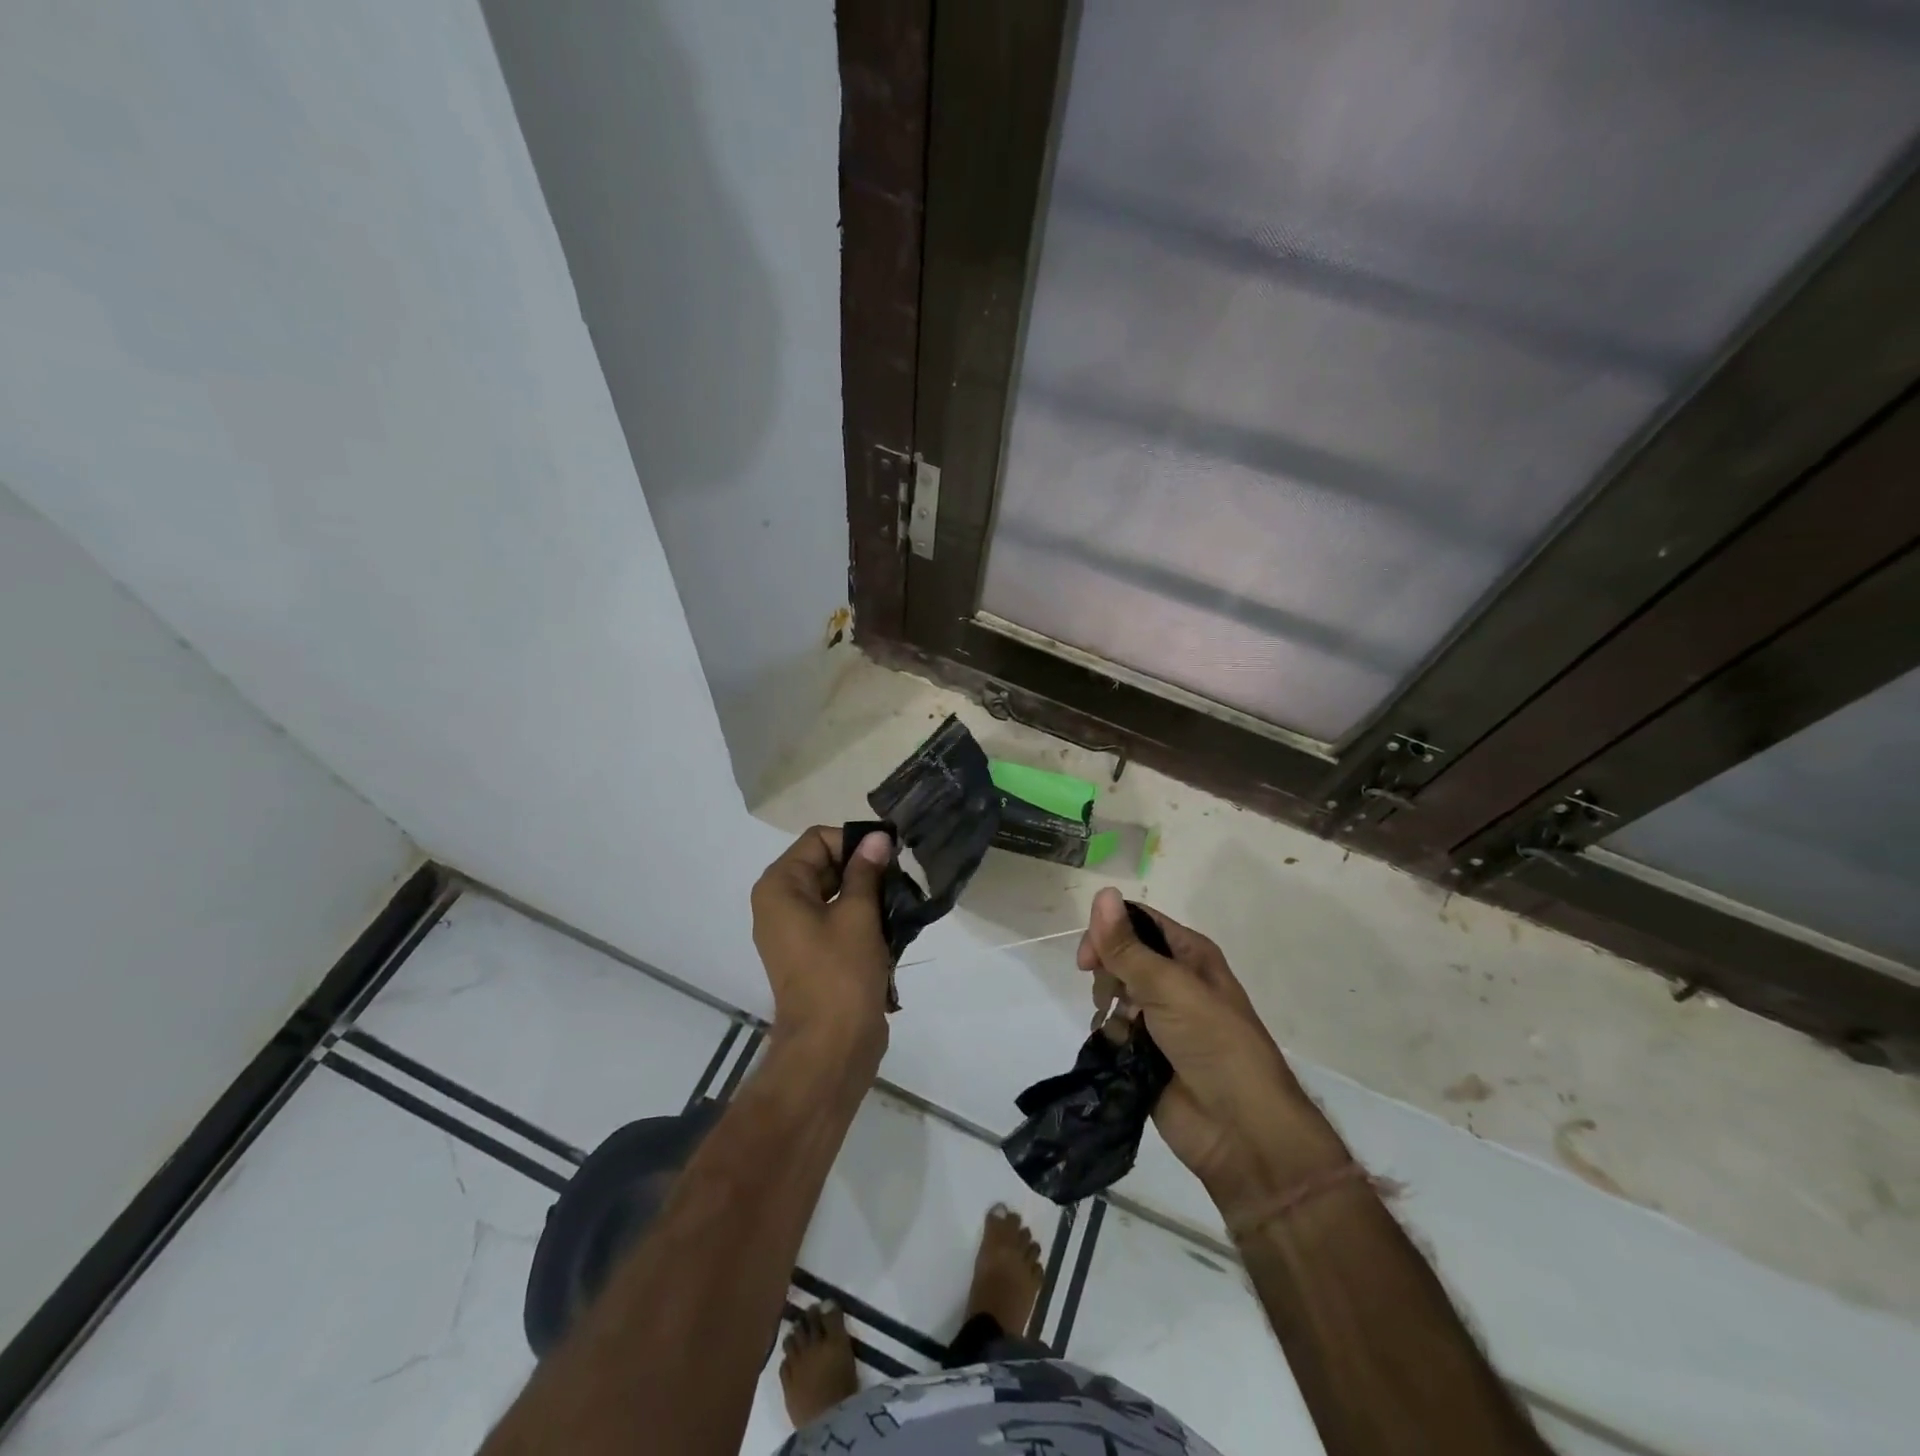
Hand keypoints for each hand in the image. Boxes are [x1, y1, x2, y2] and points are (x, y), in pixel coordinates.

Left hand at [751, 826, 894, 1067]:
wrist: (831, 1046)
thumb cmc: (841, 972)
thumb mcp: (858, 913)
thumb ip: (866, 871)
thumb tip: (877, 838)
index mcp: (780, 887)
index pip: (819, 840)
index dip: (855, 841)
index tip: (892, 854)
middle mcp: (779, 903)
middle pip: (825, 864)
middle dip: (864, 867)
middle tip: (903, 876)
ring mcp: (794, 931)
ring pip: (834, 893)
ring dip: (867, 893)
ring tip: (901, 901)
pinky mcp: (811, 953)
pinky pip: (835, 920)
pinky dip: (861, 917)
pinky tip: (892, 924)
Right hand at [1077, 888, 1345, 1214]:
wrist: (1240, 1130)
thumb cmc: (1213, 1043)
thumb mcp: (1169, 986)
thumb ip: (1127, 946)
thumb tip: (1101, 892)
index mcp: (1188, 954)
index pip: (1137, 922)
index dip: (1108, 930)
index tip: (1088, 958)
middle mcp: (1173, 981)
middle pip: (1120, 956)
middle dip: (1107, 972)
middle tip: (1109, 996)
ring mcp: (1159, 1020)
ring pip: (1114, 995)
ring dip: (1109, 1007)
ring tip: (1121, 1029)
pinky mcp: (1145, 1055)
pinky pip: (1114, 1032)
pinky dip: (1110, 1037)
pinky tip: (1116, 1050)